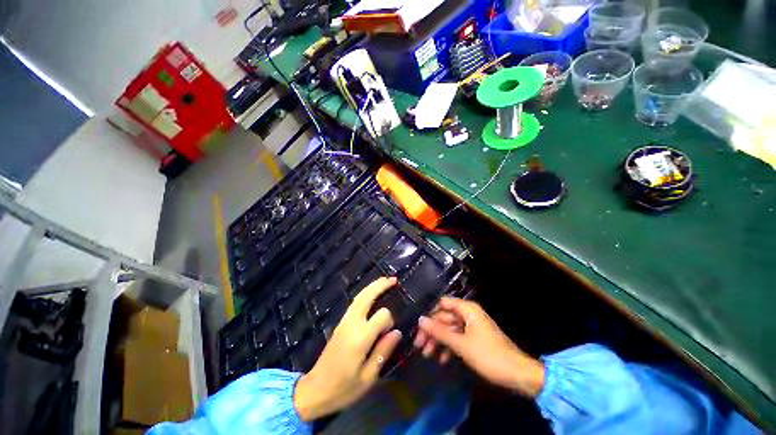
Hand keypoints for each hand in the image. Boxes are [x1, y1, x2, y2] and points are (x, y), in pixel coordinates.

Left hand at [294, 277, 402, 420]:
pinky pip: (354, 303)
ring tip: (385, 280)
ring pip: (359, 297)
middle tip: (393, 279)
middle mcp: (351, 324)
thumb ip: (383, 352)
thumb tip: (397, 332)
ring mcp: (344, 322)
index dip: (390, 320)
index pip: (382, 316)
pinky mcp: (340, 323)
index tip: (391, 332)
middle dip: (380, 286)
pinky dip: (364, 293)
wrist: (314, 390)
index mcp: (360, 339)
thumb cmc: (343, 389)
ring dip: (372, 286)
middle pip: (366, 297)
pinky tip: (370, 293)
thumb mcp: (368, 378)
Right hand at [415, 297, 544, 397]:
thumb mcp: (461, 344)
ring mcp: (471, 327)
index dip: (430, 313)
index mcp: (467, 309)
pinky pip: (457, 338)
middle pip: (444, 317)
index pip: (443, 304)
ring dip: (438, 341)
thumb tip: (420, 320)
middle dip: (432, 331)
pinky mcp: (474, 339)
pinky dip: (449, 347)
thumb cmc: (489, 355)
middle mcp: (468, 314)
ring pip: (449, 329)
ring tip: (427, 354)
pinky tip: (442, 359)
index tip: (419, 327)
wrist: (518, 374)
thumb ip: (439, 332)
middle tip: (419, 345)